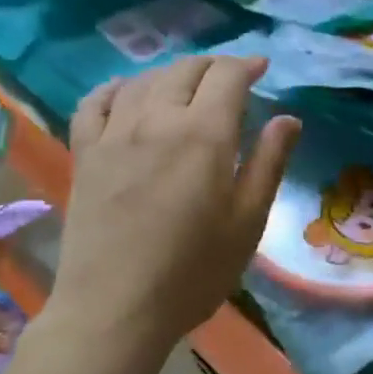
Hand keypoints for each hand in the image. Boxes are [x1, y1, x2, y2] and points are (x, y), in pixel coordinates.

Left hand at [50, 55, 299, 362]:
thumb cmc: (194, 272)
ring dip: (171, 75)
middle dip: (212, 66)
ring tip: (186, 87)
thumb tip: (288, 118)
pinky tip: (126, 94)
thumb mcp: (248, 222)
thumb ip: (268, 163)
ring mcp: (114, 134)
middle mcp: (157, 119)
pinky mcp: (85, 154)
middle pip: (185, 70)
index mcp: (204, 134)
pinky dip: (116, 89)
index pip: (226, 75)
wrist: (116, 308)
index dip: (246, 65)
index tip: (261, 70)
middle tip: (230, 80)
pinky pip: (95, 103)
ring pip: (143, 81)